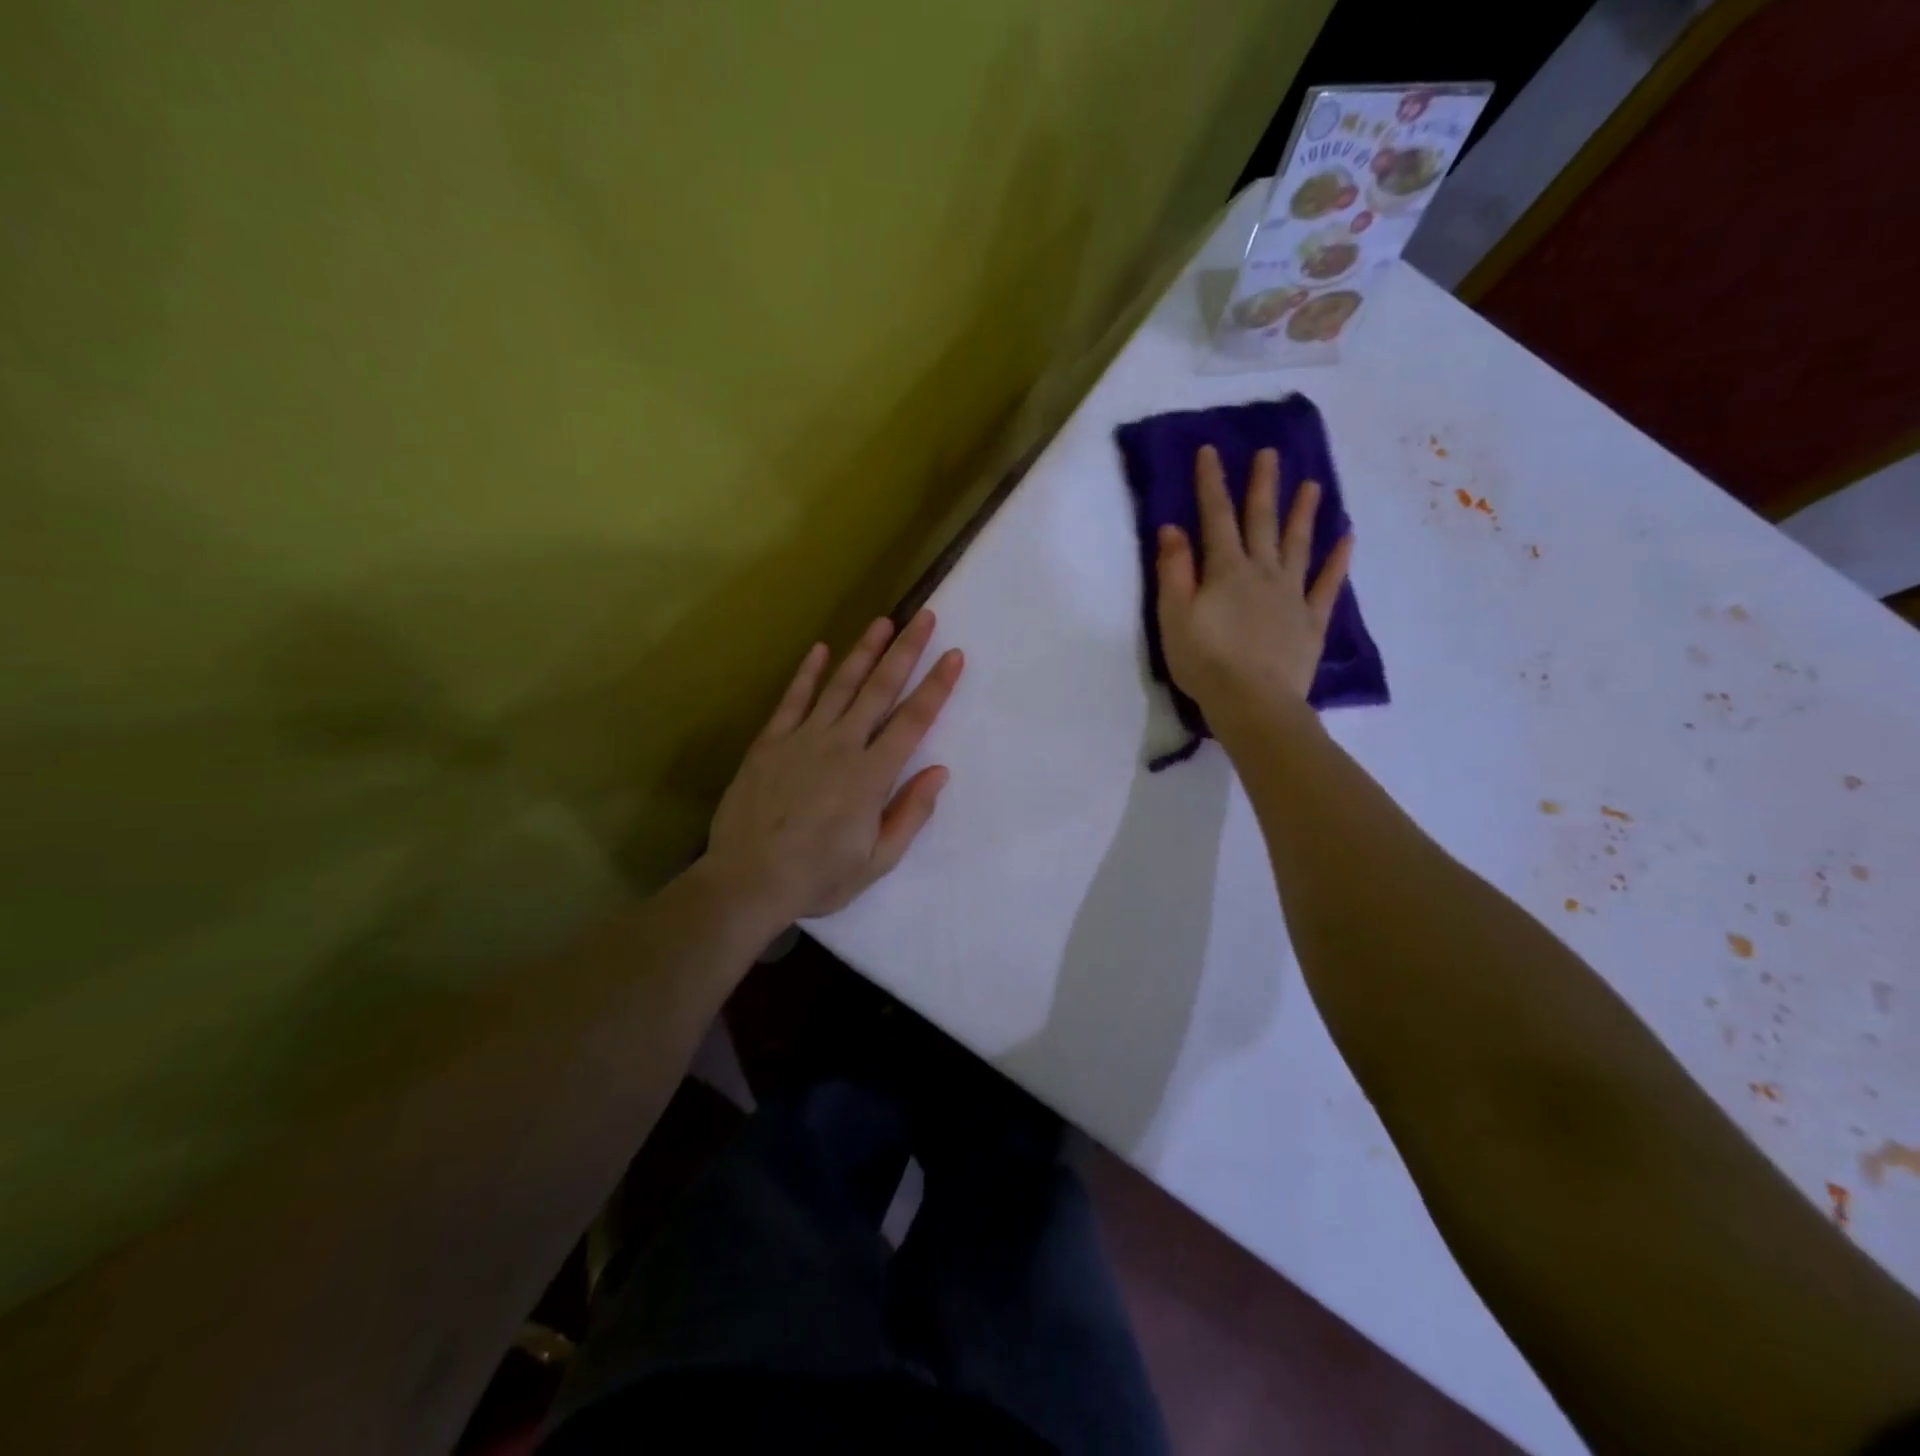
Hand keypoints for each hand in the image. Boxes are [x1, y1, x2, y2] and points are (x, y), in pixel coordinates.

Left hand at [707, 610, 964, 921]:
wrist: (747, 881)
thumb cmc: (818, 877)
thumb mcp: (877, 861)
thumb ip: (910, 813)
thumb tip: (939, 771)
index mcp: (871, 776)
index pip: (913, 721)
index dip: (937, 686)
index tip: (954, 655)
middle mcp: (841, 746)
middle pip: (880, 690)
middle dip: (906, 651)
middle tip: (925, 618)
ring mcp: (802, 739)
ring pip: (839, 686)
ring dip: (863, 652)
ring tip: (883, 622)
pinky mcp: (770, 742)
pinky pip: (792, 700)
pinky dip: (807, 674)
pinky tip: (819, 650)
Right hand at [1156, 444, 1352, 732]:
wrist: (1253, 703)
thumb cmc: (1205, 662)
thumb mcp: (1173, 617)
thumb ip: (1173, 571)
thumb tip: (1173, 528)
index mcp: (1226, 571)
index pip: (1215, 518)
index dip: (1211, 483)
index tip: (1210, 450)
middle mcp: (1262, 572)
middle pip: (1262, 522)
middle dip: (1263, 485)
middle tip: (1270, 452)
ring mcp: (1292, 595)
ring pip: (1299, 545)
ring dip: (1304, 512)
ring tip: (1313, 484)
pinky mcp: (1311, 621)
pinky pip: (1327, 584)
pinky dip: (1338, 560)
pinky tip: (1347, 538)